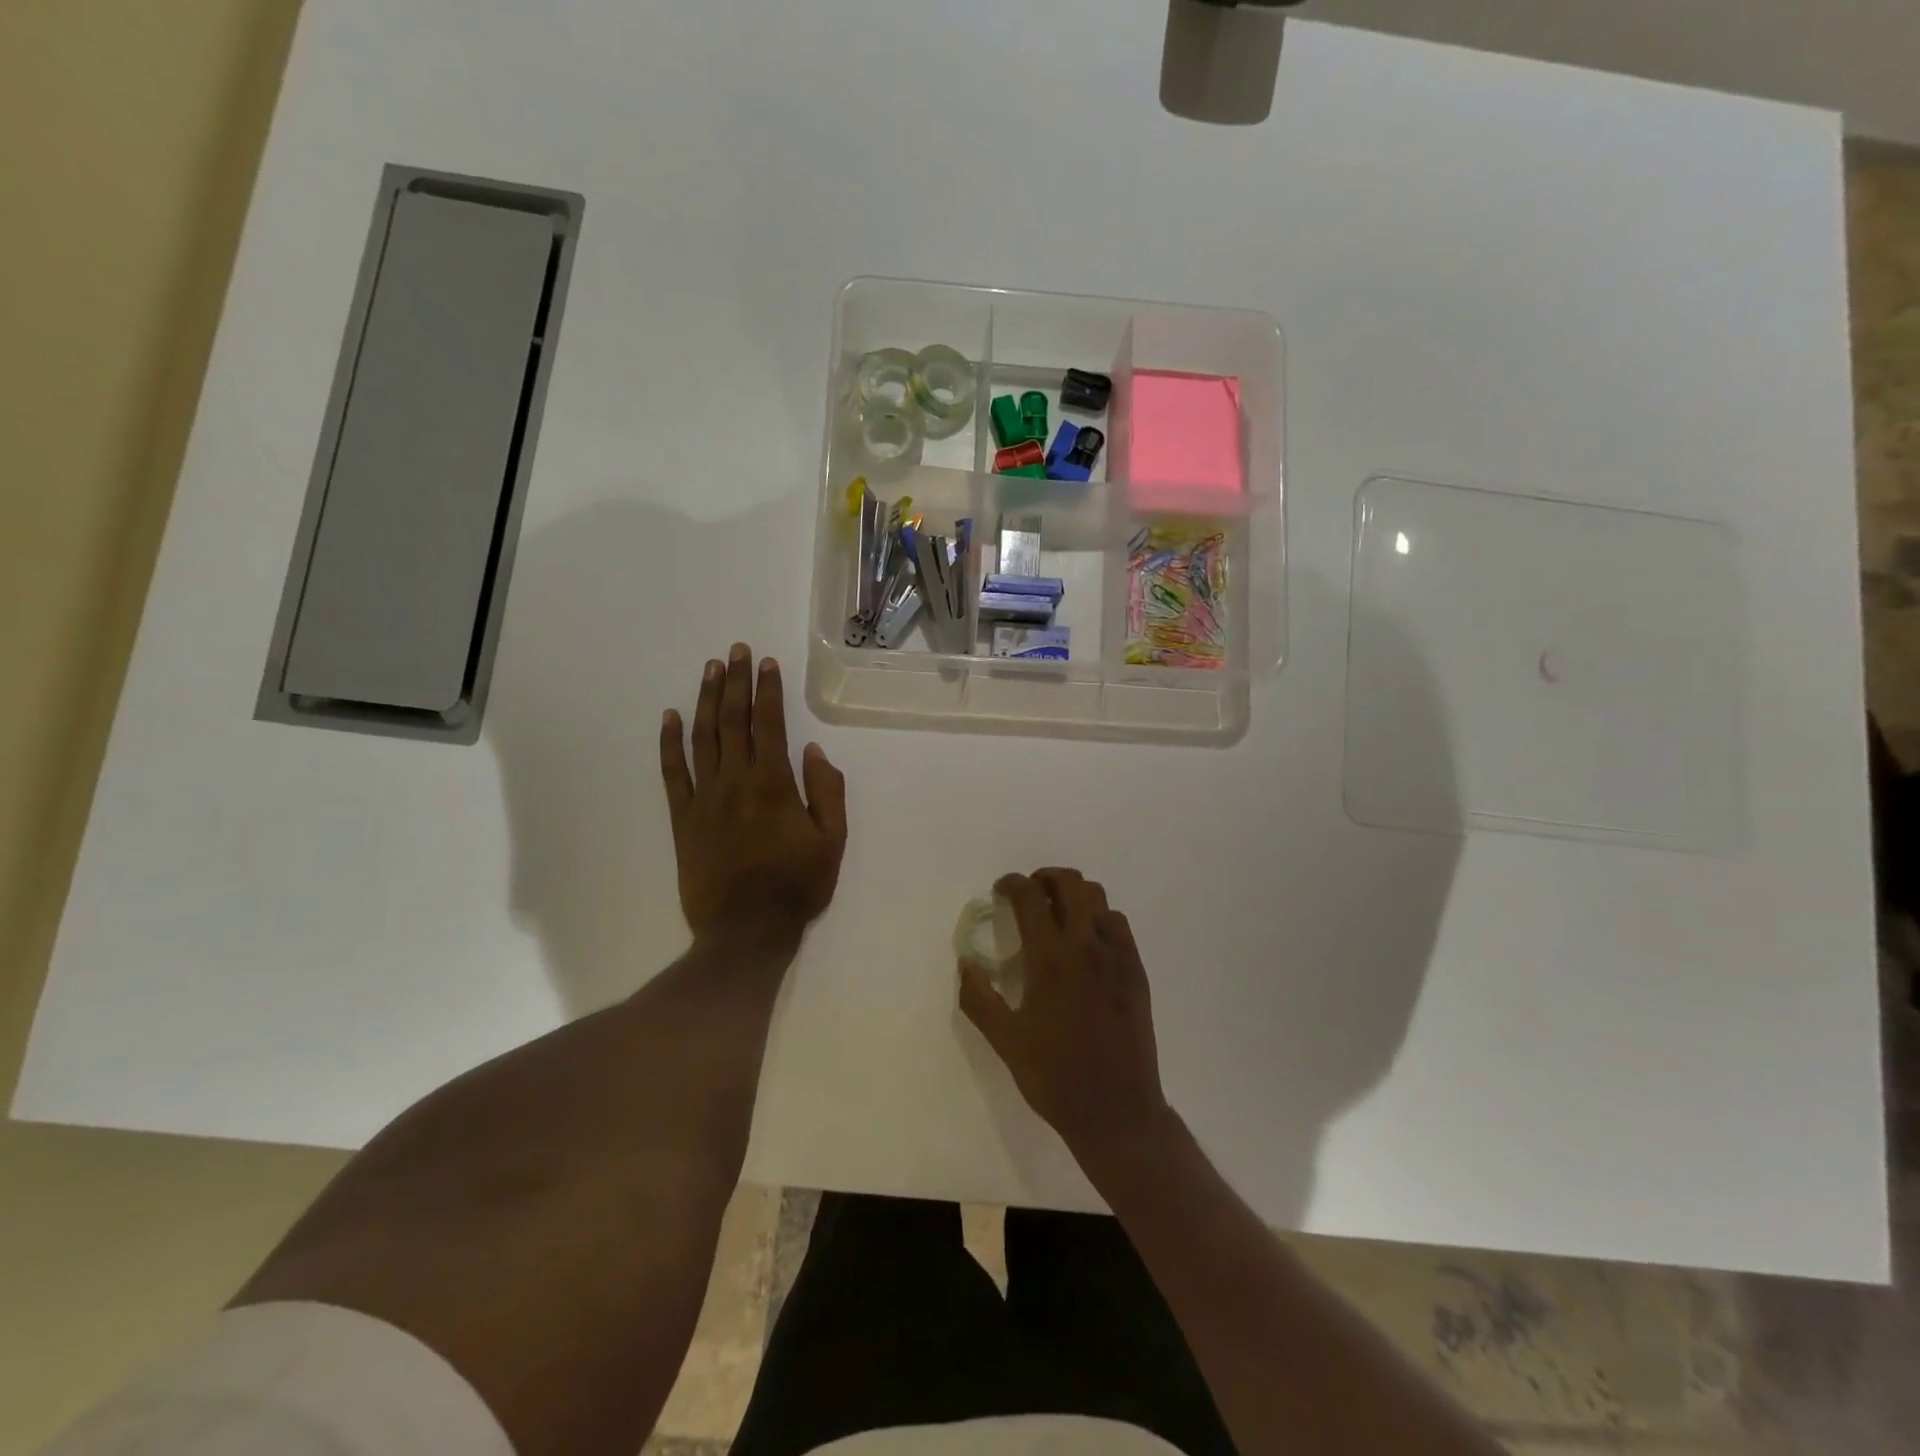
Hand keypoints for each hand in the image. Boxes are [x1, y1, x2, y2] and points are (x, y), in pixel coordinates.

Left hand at [660, 644, 847, 944]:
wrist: (745, 931)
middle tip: (737, 651)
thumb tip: (814, 751)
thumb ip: (827, 792)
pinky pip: (673, 772)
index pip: (770, 725)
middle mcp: (736, 782)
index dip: (768, 691)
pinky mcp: (683, 818)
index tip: (767, 663)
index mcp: (775, 785)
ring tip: (711, 669)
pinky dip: (670, 743)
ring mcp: (705, 798)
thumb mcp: (832, 842)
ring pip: (703, 738)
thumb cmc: (796, 886)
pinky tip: (670, 717)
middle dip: (736, 682)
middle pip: (734, 721)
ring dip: (707, 700)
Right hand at [958, 868, 1170, 1156]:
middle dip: (1045, 877)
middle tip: (1029, 894)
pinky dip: (1098, 918)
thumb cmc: (1054, 1076)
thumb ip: (978, 998)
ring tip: (1057, 913)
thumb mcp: (1005, 1041)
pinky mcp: (1136, 971)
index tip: (1002, 890)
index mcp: (1051, 958)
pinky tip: (1087, 942)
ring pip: (1098, 898)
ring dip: (1074, 895)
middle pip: (1071, 883)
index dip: (1012, 884)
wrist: (1117, 1111)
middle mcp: (1086, 946)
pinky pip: (1118, 924)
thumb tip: (966, 963)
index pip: (1030, 897)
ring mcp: (1117, 956)